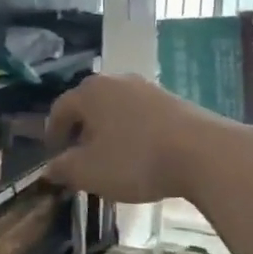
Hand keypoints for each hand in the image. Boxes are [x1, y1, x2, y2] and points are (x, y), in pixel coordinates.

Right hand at [44, 73, 220, 203]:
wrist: (204, 153)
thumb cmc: (135, 159)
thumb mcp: (89, 172)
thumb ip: (63, 169)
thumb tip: (48, 169)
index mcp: (89, 92)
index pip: (60, 109)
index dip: (53, 134)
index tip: (54, 155)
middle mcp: (116, 80)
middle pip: (90, 105)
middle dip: (82, 130)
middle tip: (80, 156)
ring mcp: (147, 88)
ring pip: (117, 109)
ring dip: (109, 130)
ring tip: (112, 157)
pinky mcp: (173, 100)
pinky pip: (142, 115)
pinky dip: (134, 132)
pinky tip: (142, 154)